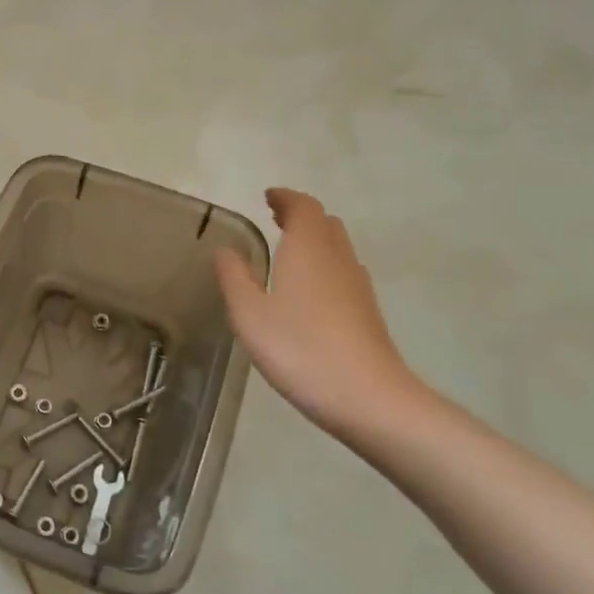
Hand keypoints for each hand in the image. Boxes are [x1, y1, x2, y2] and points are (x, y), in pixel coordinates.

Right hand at [215, 188, 429, 441]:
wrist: (367, 397)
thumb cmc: (299, 348)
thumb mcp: (249, 314)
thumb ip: (234, 277)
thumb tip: (226, 250)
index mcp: (308, 249)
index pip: (303, 207)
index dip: (286, 198)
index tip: (268, 197)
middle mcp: (337, 259)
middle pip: (325, 224)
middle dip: (300, 216)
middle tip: (275, 219)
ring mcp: (357, 286)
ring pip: (337, 248)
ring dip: (313, 240)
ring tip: (287, 249)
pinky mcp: (366, 311)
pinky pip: (342, 272)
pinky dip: (323, 265)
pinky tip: (307, 290)